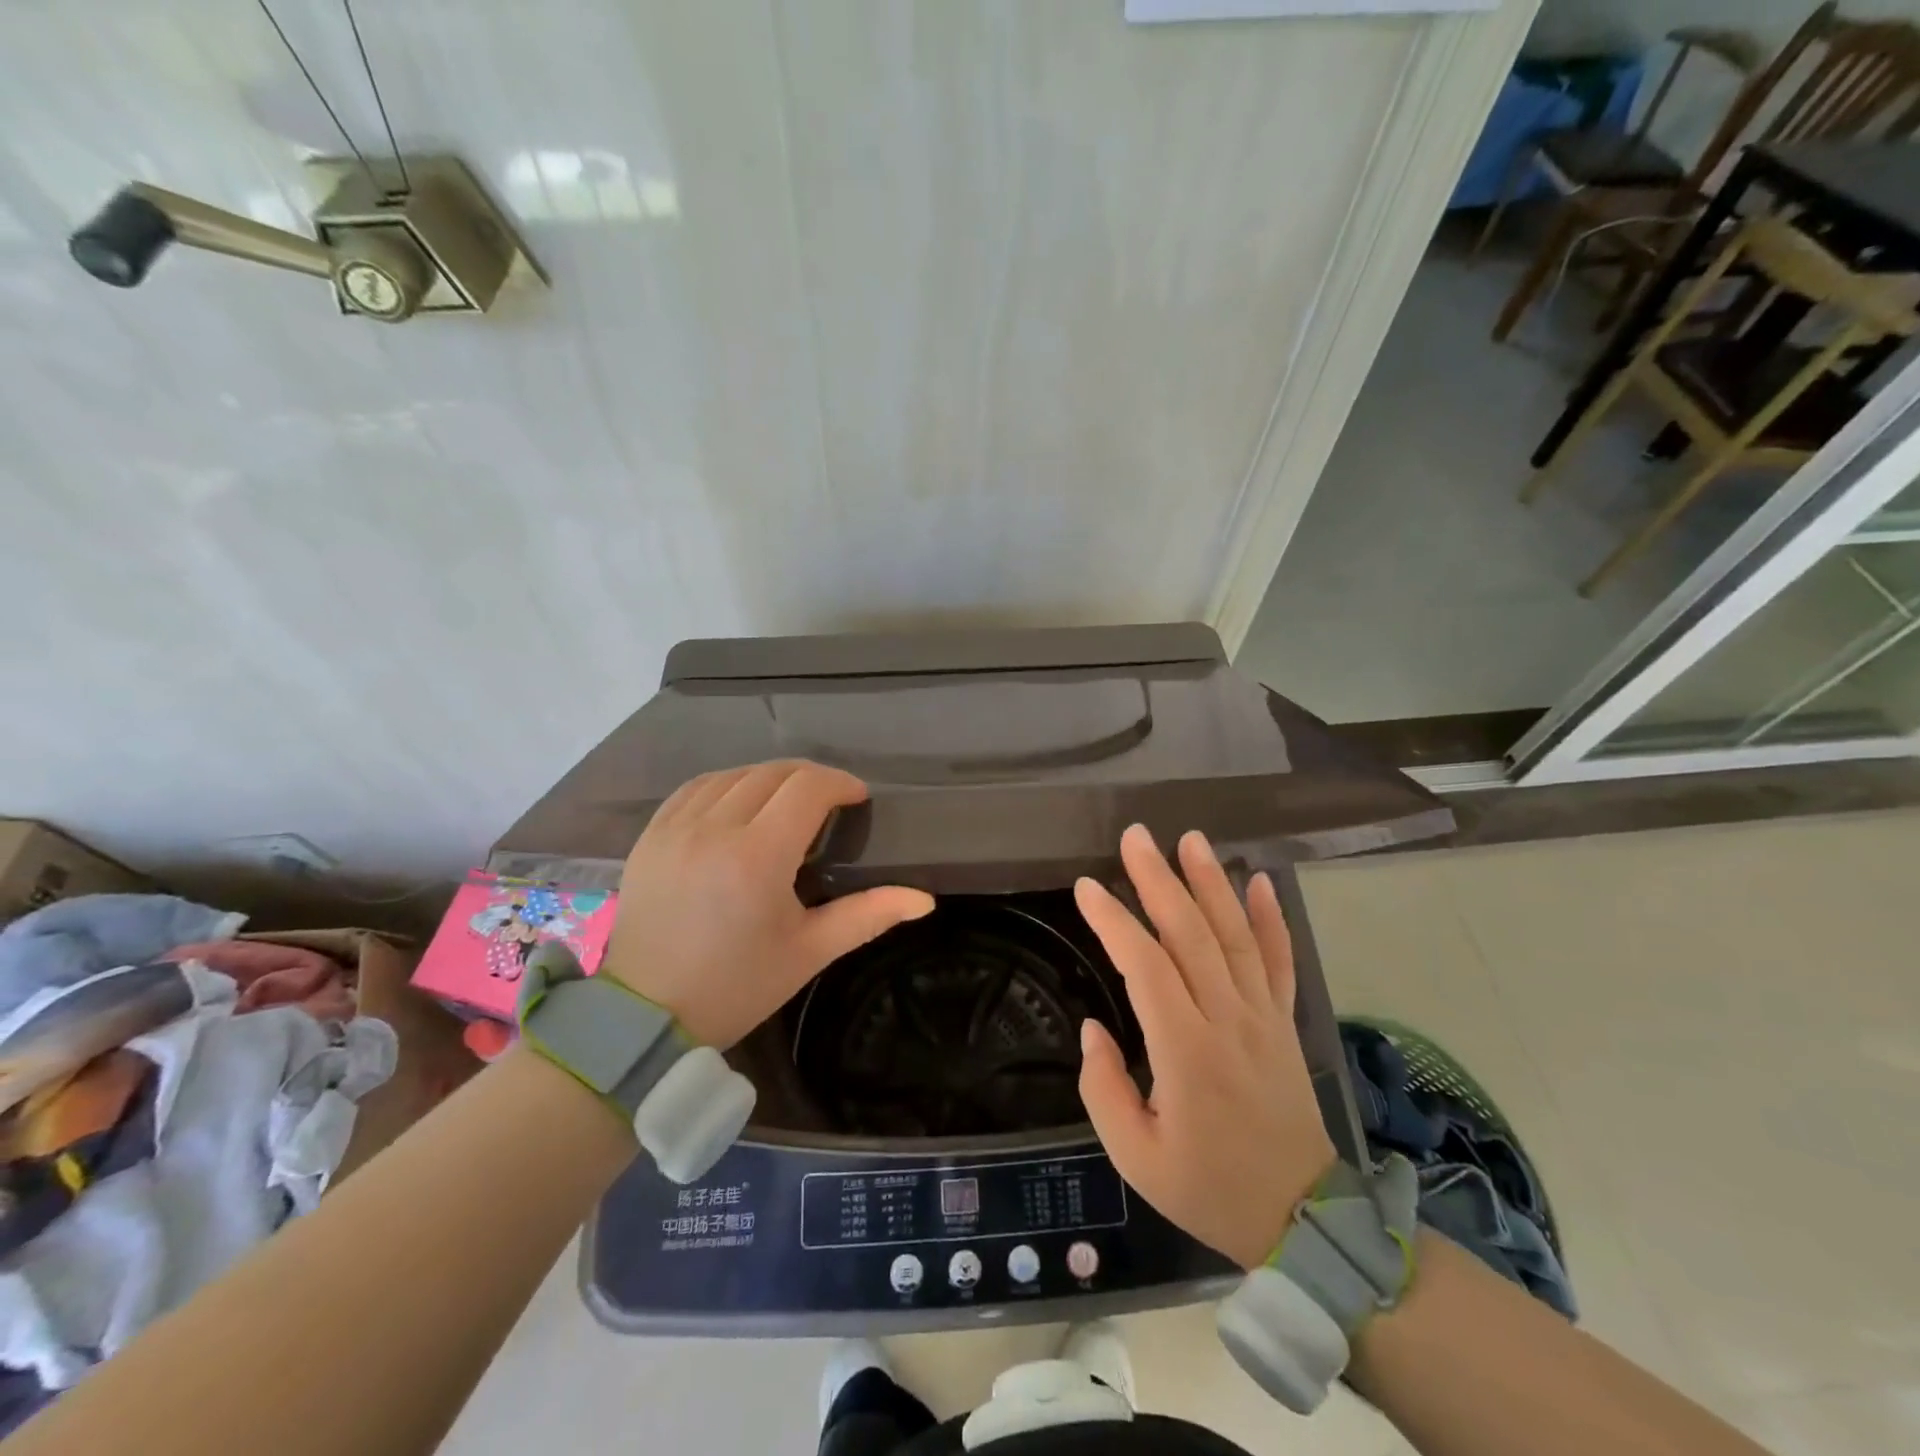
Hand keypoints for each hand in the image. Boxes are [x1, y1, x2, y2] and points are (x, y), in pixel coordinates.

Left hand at [600, 761, 933, 1048]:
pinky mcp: (651, 836)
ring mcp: (676, 828)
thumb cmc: (736, 986)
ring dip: (769, 779)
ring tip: (786, 803)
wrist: (645, 1016)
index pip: (808, 788)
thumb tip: (923, 900)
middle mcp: (715, 829)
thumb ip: (867, 916)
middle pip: (773, 773)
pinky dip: (726, 785)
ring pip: (734, 774)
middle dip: (810, 778)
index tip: (856, 799)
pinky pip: (695, 788)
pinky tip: (739, 803)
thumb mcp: (808, 952)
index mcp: (758, 856)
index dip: (840, 783)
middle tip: (828, 803)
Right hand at [1075, 825, 1337, 1270]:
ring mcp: (1262, 1016)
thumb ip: (1102, 1089)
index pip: (1145, 966)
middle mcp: (1227, 1019)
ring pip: (1234, 935)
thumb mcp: (1136, 1157)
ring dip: (1210, 882)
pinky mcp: (1283, 1021)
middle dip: (1159, 879)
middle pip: (1191, 934)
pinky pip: (1278, 960)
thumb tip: (1093, 1027)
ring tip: (1189, 839)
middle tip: (1135, 836)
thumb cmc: (1208, 1187)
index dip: (1114, 921)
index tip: (1085, 887)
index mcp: (1185, 1051)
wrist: (1301, 1219)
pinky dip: (1270, 917)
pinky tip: (1259, 879)